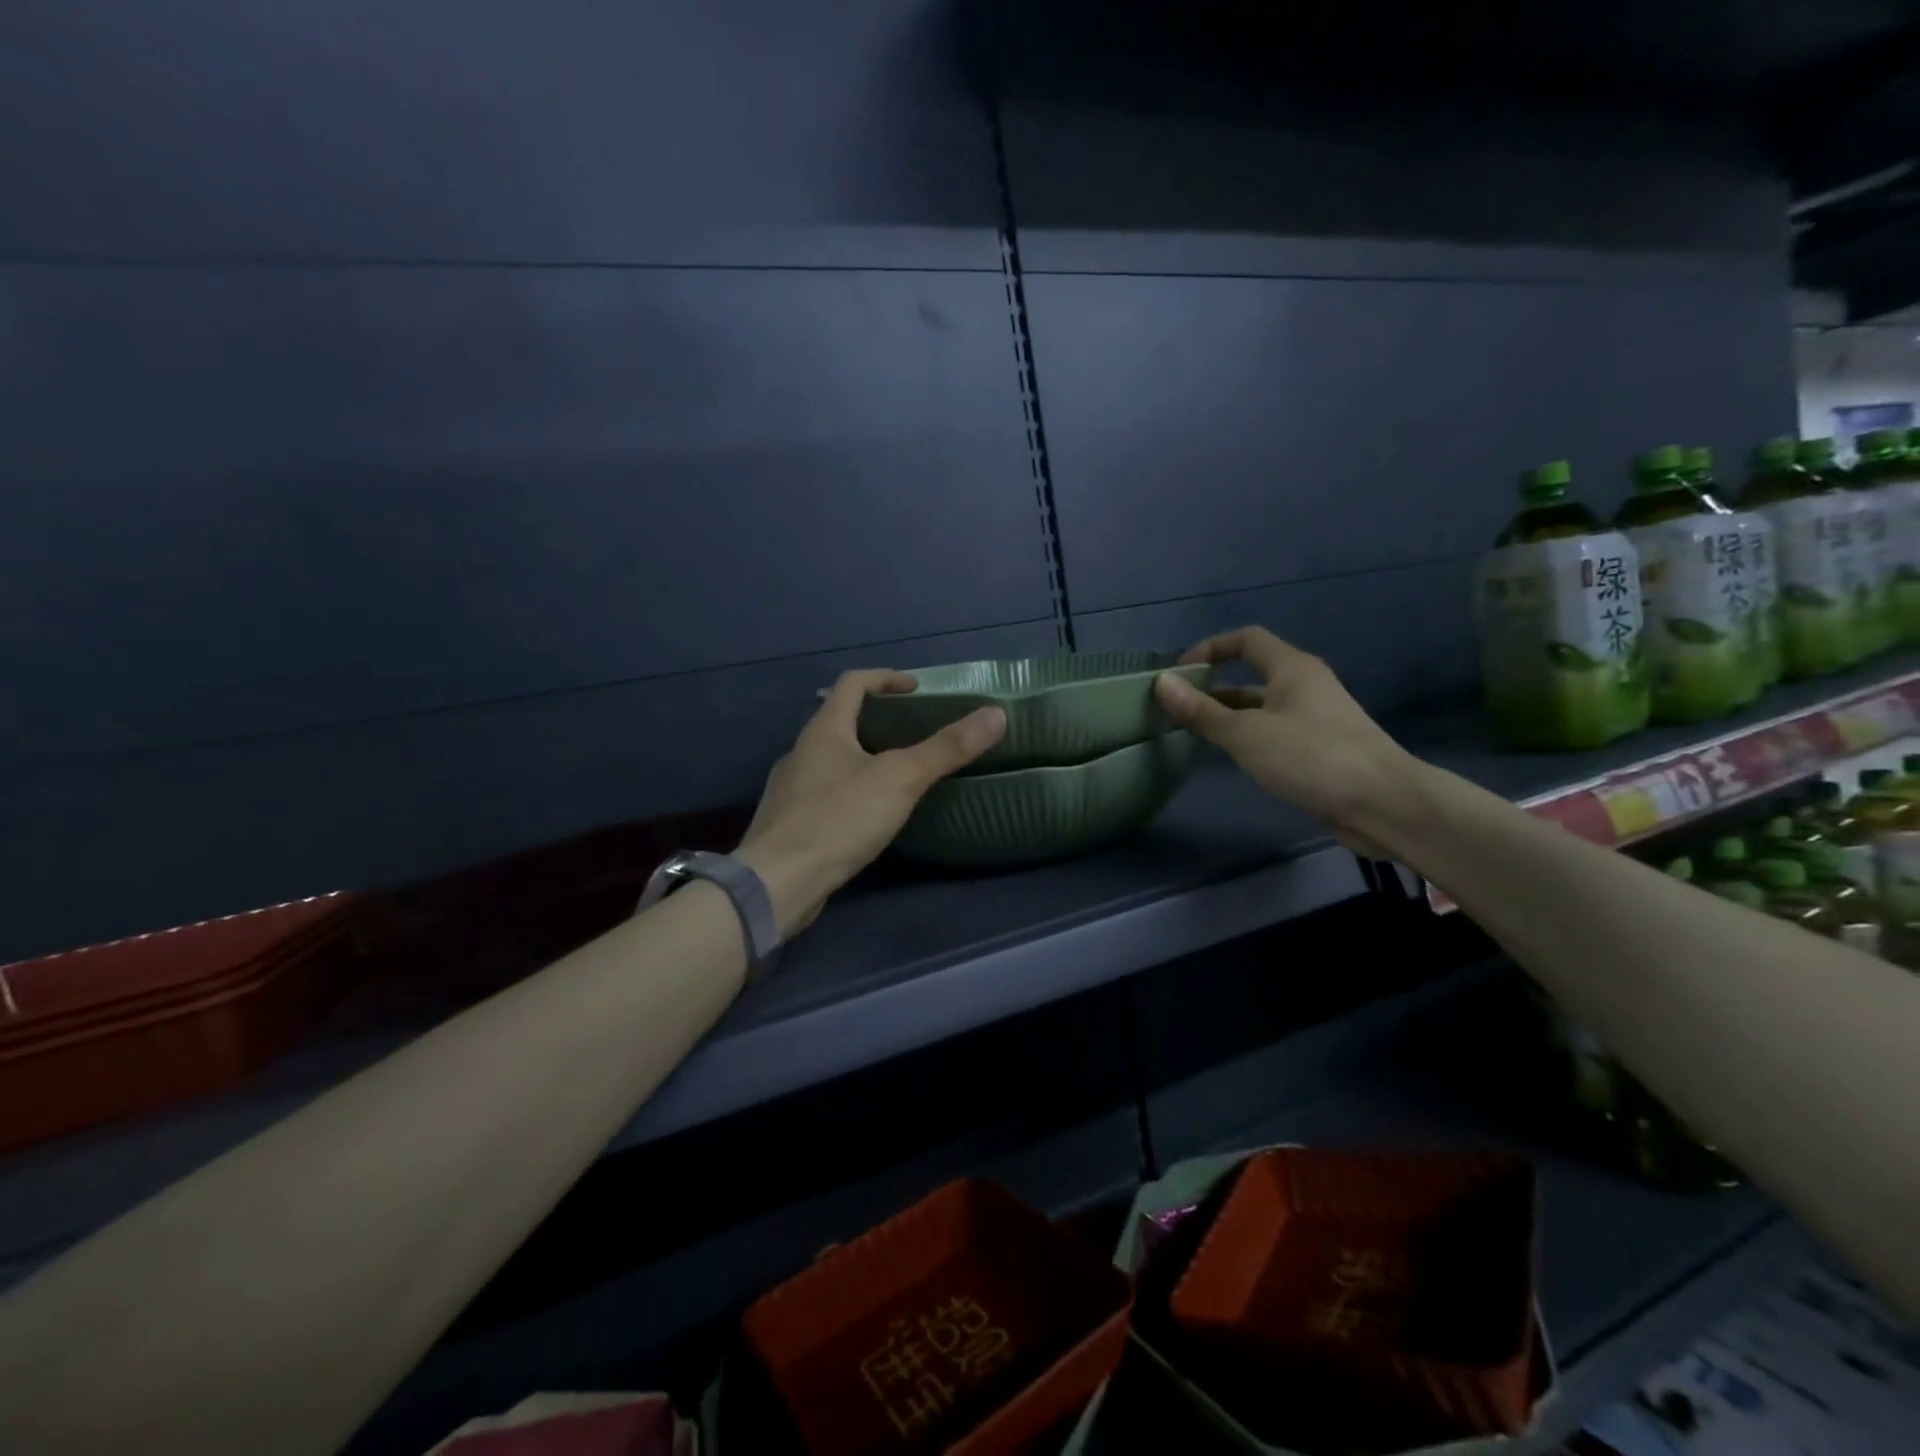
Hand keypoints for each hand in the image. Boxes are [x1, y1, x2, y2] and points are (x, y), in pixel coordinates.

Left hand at [735, 670, 1005, 934]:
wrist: (778, 883)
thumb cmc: (839, 820)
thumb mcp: (901, 779)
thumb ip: (947, 748)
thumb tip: (996, 714)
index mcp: (824, 730)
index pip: (853, 683)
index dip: (886, 678)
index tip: (916, 690)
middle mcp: (800, 751)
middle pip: (840, 720)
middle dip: (877, 720)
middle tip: (913, 734)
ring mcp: (789, 788)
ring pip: (831, 759)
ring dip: (862, 757)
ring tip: (896, 775)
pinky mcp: (788, 823)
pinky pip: (824, 793)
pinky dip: (849, 790)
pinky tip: (867, 815)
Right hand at [1152, 627, 1420, 855]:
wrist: (1383, 804)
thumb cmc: (1311, 757)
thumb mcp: (1246, 734)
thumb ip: (1202, 711)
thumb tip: (1161, 683)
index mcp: (1292, 669)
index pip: (1246, 640)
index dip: (1211, 648)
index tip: (1180, 673)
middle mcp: (1305, 686)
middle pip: (1252, 675)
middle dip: (1213, 688)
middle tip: (1178, 710)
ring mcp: (1315, 719)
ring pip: (1262, 708)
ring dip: (1229, 716)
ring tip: (1194, 735)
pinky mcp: (1320, 749)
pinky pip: (1274, 732)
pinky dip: (1249, 738)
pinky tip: (1231, 758)